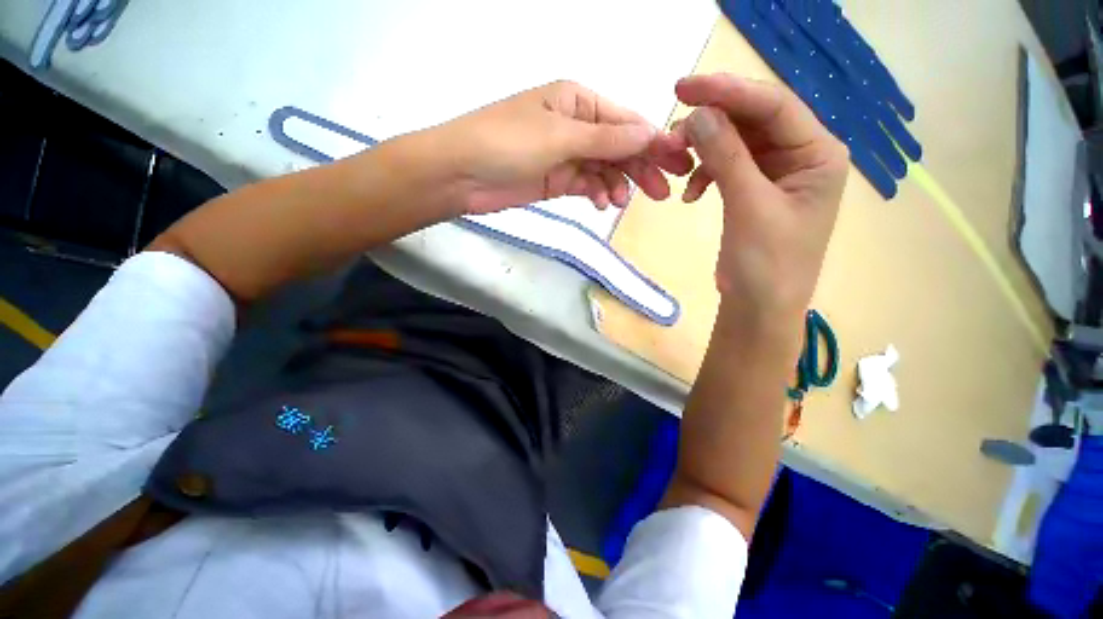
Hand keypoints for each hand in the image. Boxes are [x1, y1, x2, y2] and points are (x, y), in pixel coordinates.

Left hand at [410, 80, 692, 214]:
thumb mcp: (560, 137)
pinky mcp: (556, 180)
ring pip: (603, 169)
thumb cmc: (507, 144)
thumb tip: (650, 135)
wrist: (461, 175)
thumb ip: (606, 140)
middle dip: (641, 168)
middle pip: (618, 147)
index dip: (653, 142)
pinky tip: (603, 204)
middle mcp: (575, 125)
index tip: (678, 162)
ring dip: (617, 185)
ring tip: (622, 202)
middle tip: (663, 192)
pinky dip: (597, 193)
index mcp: (577, 102)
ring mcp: (565, 155)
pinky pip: (586, 185)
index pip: (625, 122)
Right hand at [674, 74, 848, 321]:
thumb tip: (698, 115)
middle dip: (712, 121)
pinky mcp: (753, 190)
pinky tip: (690, 193)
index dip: (729, 92)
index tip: (684, 88)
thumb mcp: (749, 208)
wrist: (759, 306)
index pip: (774, 106)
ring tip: (678, 165)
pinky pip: (726, 166)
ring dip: (704, 149)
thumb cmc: (767, 264)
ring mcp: (775, 173)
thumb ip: (727, 158)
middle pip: (753, 119)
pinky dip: (705, 173)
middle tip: (672, 132)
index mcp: (818, 154)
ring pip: (735, 142)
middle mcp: (801, 155)